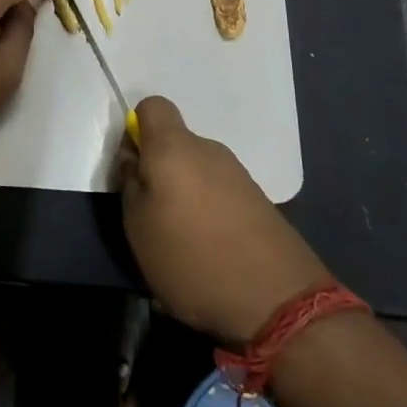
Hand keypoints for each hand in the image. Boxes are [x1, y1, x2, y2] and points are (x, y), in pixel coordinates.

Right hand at [119, 96, 335, 345]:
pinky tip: (212, 252)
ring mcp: (238, 174)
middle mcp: (208, 150)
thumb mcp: (138, 227)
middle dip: (160, 170)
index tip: (133, 167)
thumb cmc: (192, 258)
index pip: (152, 106)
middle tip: (153, 214)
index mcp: (174, 147)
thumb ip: (130, 184)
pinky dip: (211, 212)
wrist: (277, 301)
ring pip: (198, 170)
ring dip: (186, 194)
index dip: (137, 130)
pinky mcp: (260, 201)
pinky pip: (221, 193)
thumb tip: (135, 161)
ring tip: (183, 242)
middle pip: (175, 143)